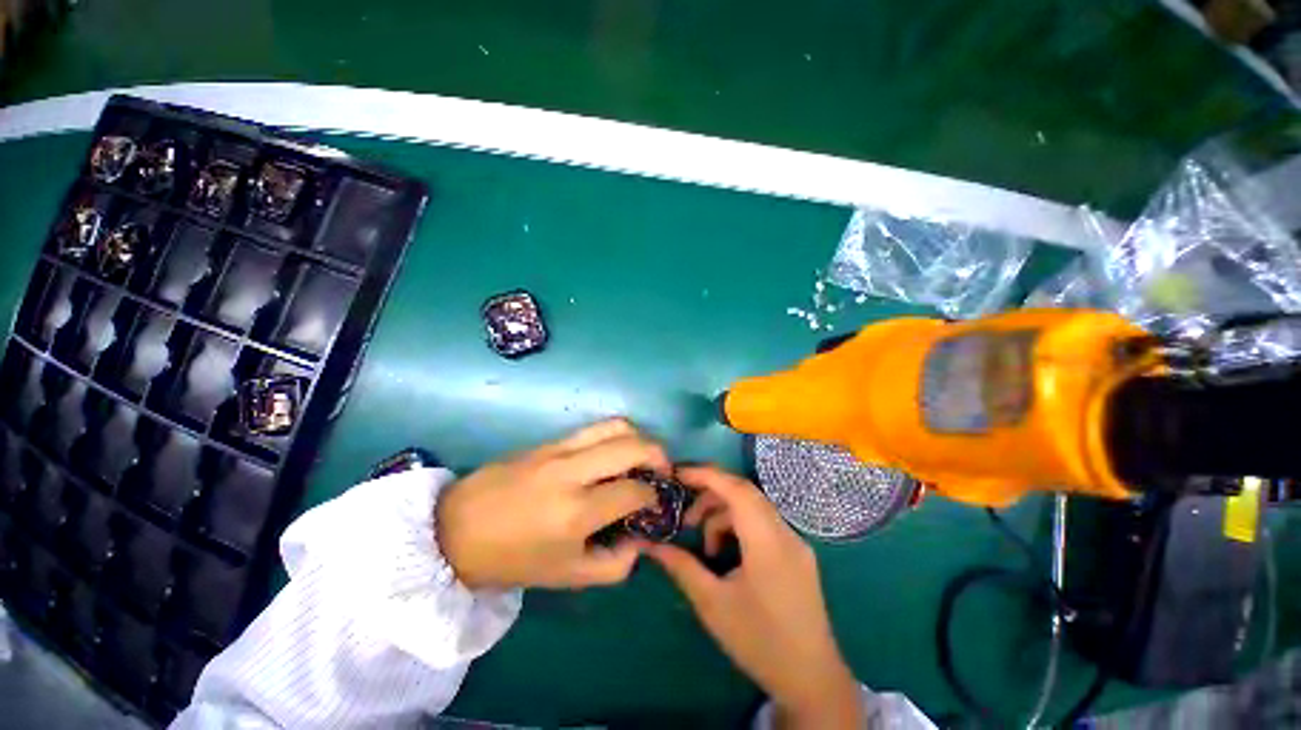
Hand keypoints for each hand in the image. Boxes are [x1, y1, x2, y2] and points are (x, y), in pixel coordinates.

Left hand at [436, 419, 667, 588]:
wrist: (454, 531)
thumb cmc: (512, 560)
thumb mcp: (568, 577)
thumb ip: (616, 563)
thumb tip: (642, 538)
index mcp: (576, 513)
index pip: (635, 491)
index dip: (654, 496)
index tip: (656, 503)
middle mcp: (572, 472)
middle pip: (632, 445)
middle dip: (659, 455)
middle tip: (662, 471)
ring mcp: (558, 450)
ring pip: (615, 425)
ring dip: (639, 438)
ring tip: (641, 457)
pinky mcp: (547, 440)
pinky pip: (592, 429)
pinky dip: (614, 437)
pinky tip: (611, 455)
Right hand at [646, 466, 863, 728]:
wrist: (812, 680)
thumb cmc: (759, 642)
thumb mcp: (712, 605)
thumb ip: (681, 567)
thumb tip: (649, 545)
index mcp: (768, 542)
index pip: (736, 489)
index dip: (706, 475)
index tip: (678, 473)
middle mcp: (786, 532)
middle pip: (744, 493)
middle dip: (711, 496)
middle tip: (687, 518)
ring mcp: (795, 542)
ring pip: (753, 507)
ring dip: (724, 516)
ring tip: (707, 549)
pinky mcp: (797, 552)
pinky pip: (763, 523)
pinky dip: (740, 527)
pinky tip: (728, 555)